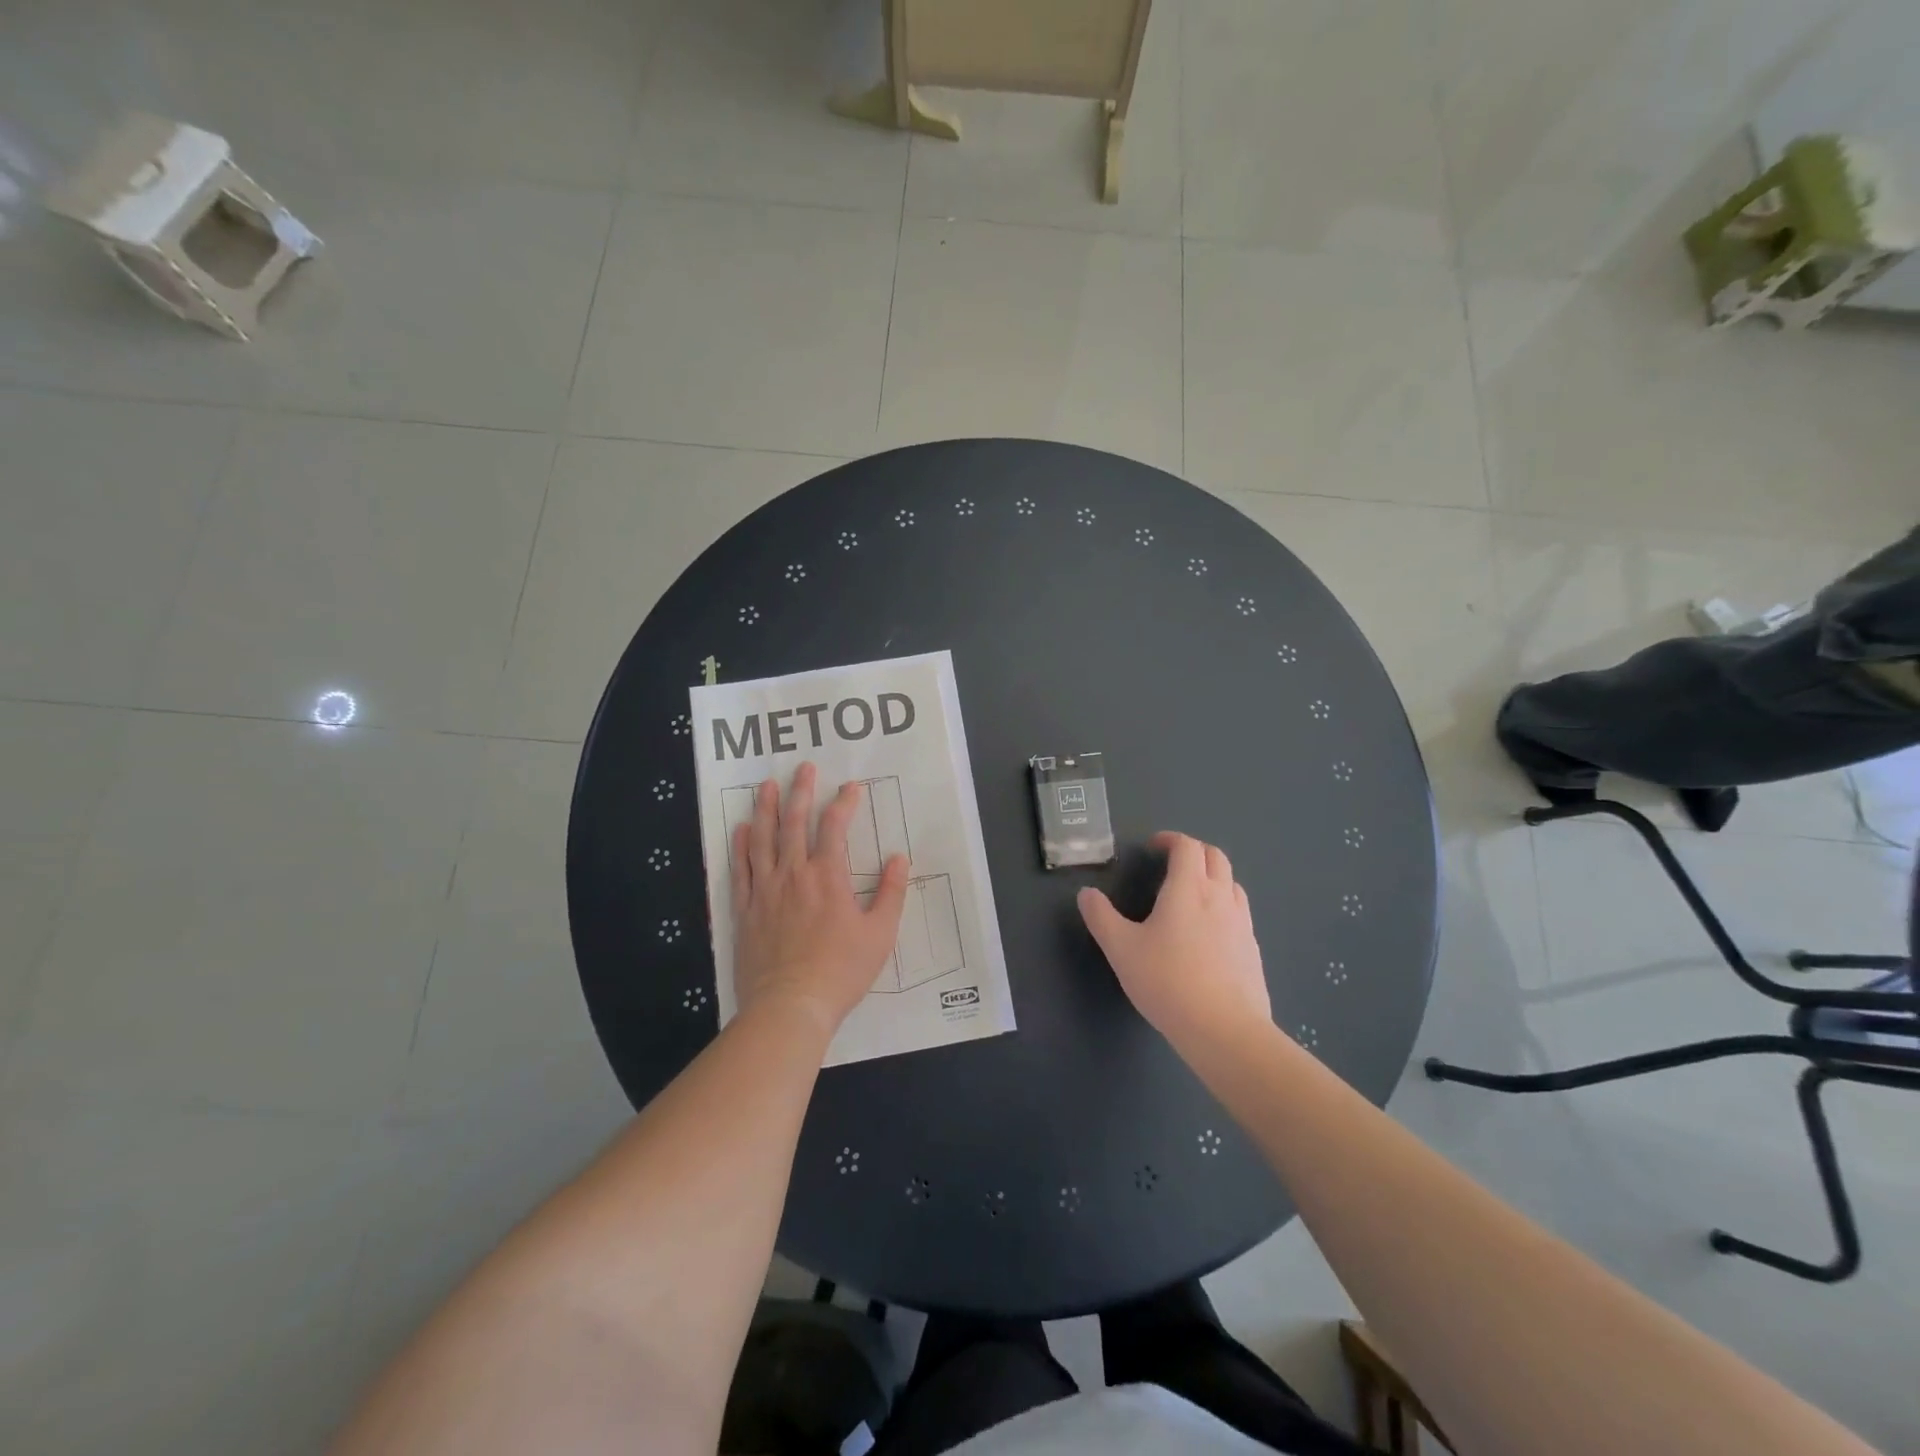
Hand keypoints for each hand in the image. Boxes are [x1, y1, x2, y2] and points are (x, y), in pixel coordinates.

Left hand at [731, 763, 908, 1037]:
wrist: (790, 1005)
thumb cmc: (841, 970)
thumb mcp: (880, 934)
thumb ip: (891, 893)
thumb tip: (900, 858)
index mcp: (828, 877)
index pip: (835, 827)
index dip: (843, 803)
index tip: (851, 787)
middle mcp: (794, 874)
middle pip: (793, 822)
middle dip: (800, 792)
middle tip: (802, 768)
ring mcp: (765, 890)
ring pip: (762, 839)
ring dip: (764, 809)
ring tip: (765, 785)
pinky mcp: (745, 909)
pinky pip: (740, 870)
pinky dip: (740, 846)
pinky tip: (741, 829)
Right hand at [1077, 831, 1270, 1054]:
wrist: (1225, 1030)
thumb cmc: (1168, 982)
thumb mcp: (1121, 949)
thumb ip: (1101, 917)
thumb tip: (1086, 893)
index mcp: (1188, 889)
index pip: (1187, 847)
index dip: (1170, 839)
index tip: (1153, 847)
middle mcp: (1220, 897)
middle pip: (1215, 857)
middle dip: (1194, 852)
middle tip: (1172, 864)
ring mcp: (1242, 923)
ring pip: (1232, 883)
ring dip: (1212, 877)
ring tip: (1191, 895)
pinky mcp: (1252, 949)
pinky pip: (1240, 912)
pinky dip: (1224, 906)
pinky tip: (1209, 933)